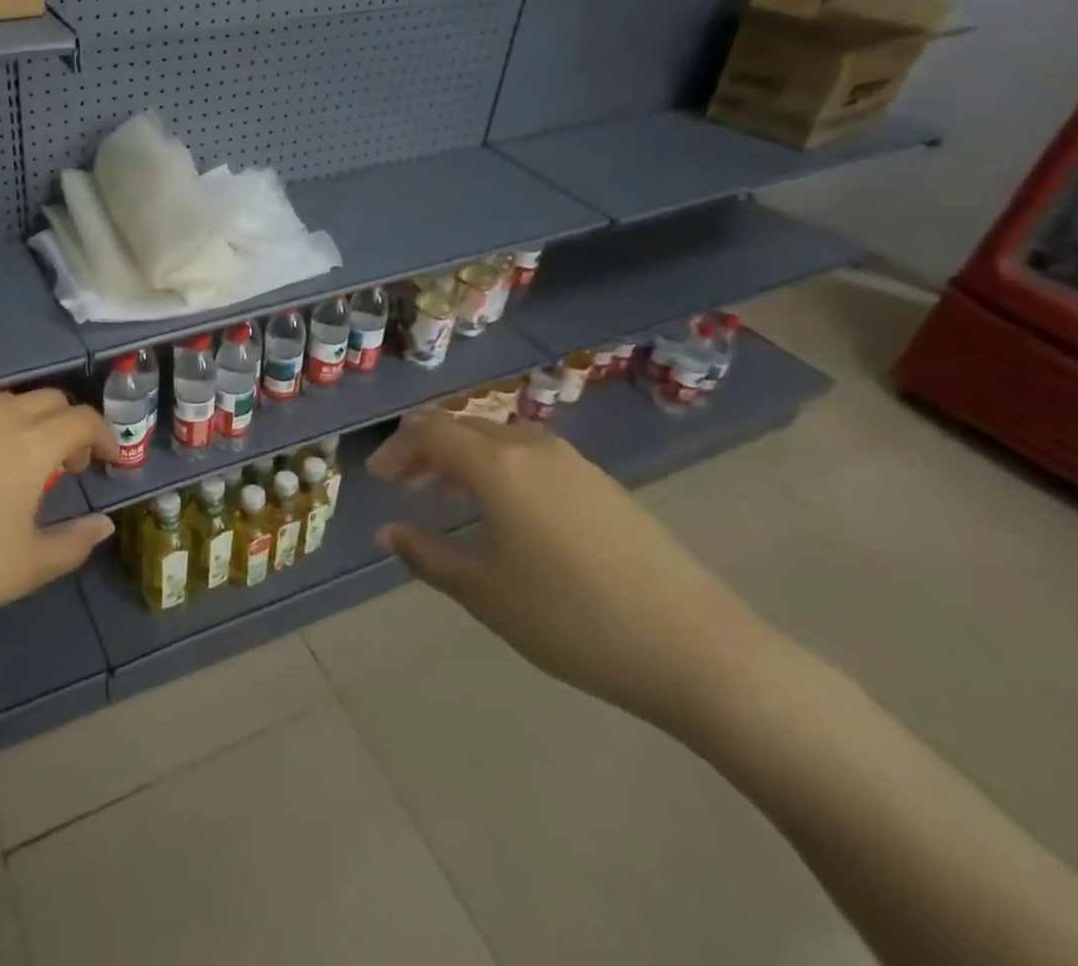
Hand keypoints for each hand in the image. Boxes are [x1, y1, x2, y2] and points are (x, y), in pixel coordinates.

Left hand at [0, 391, 116, 650]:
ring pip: (9, 401)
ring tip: (22, 465)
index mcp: (30, 443)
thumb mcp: (27, 567)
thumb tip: (104, 525)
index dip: (105, 437)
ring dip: (31, 423)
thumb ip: (75, 543)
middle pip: (50, 401)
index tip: (111, 462)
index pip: (83, 420)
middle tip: (67, 468)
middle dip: (70, 426)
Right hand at [371, 408, 780, 732]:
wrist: (699, 650)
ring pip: (500, 440)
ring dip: (464, 458)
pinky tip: (507, 512)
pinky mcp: (604, 485)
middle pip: (464, 427)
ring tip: (448, 497)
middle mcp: (533, 448)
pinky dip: (501, 469)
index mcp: (497, 465)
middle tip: (404, 485)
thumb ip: (428, 555)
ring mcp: (575, 463)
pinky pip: (533, 457)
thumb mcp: (485, 593)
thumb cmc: (573, 619)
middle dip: (426, 450)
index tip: (378, 479)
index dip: (396, 449)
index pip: (429, 431)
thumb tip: (388, 532)